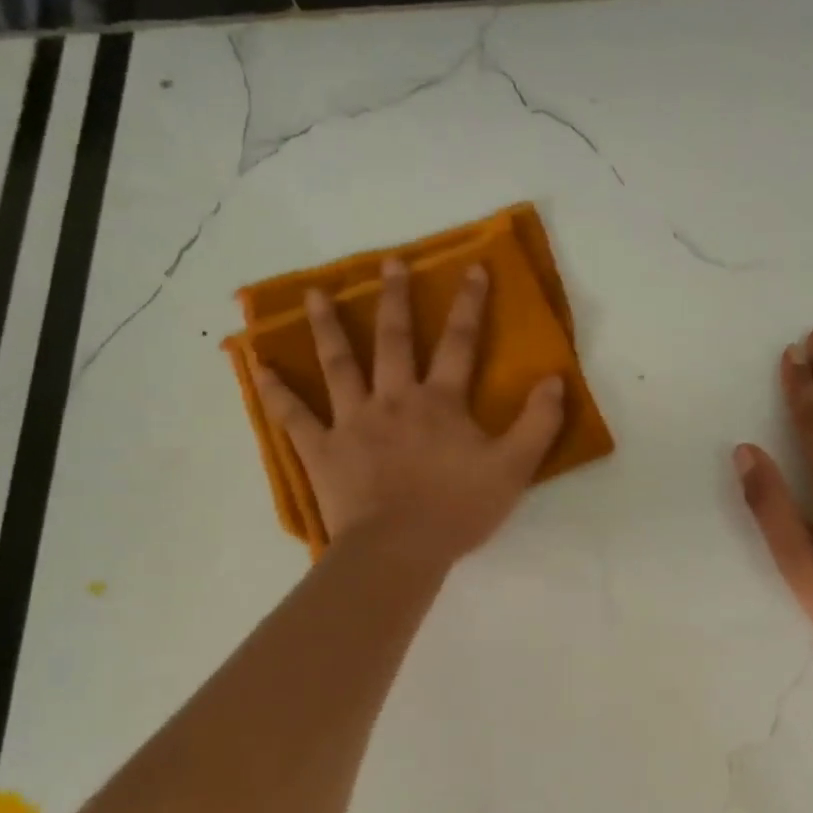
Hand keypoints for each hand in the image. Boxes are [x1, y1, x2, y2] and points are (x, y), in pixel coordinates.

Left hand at [252, 259, 564, 562]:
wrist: (400, 550)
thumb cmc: (458, 509)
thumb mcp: (514, 468)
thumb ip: (538, 422)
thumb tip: (555, 379)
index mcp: (440, 402)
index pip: (460, 343)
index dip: (470, 304)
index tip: (473, 268)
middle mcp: (394, 399)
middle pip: (395, 341)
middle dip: (395, 299)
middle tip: (389, 262)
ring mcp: (353, 422)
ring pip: (339, 365)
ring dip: (328, 327)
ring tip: (313, 294)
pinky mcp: (322, 449)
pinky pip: (294, 416)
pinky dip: (276, 391)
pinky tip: (257, 365)